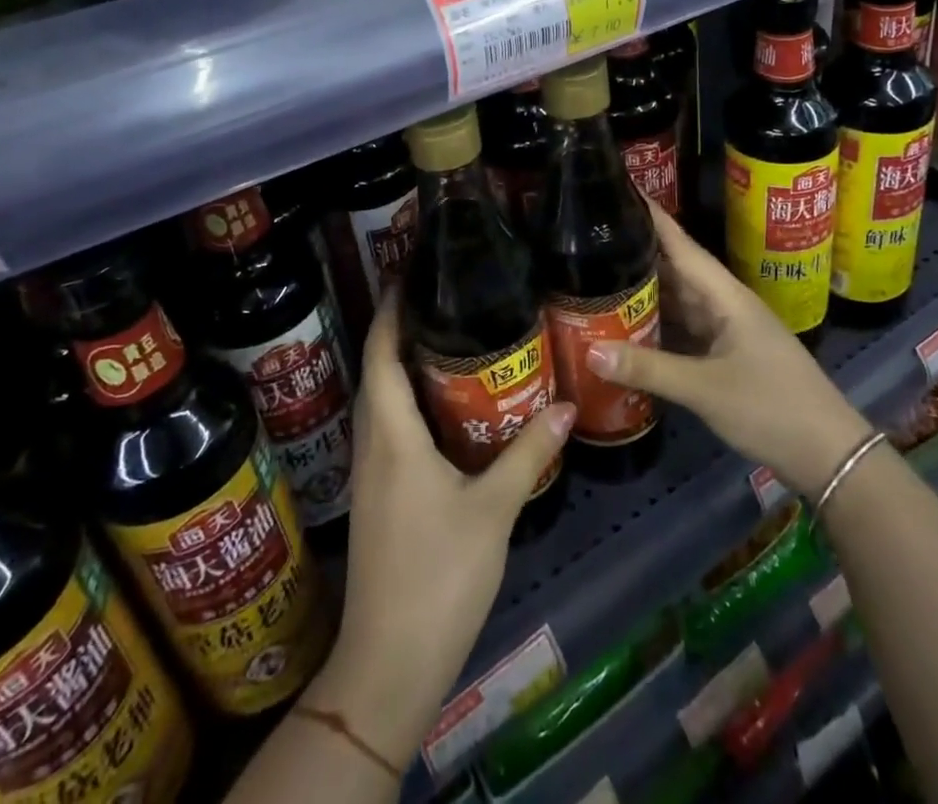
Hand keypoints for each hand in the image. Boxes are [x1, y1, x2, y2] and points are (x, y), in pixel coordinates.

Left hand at [307, 289, 574, 767]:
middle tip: (441, 298)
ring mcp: (370, 474)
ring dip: (402, 366)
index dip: (390, 311)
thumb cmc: (439, 575)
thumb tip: (566, 404)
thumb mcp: (493, 509)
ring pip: (381, 401)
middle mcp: (372, 445)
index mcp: (392, 435)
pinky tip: (443, 407)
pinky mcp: (378, 497)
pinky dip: (407, 402)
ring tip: (446, 339)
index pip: (381, 355)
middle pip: (377, 371)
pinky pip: (388, 429)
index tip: (408, 274)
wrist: (390, 662)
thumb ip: (527, 452)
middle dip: (399, 330)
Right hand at [586, 202, 869, 500]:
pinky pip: (683, 329)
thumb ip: (649, 369)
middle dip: (637, 251)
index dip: (652, 217)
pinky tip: (627, 324)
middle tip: (590, 237)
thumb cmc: (771, 408)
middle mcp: (724, 304)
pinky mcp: (724, 356)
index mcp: (725, 296)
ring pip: (678, 300)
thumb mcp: (705, 389)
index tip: (620, 189)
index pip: (681, 245)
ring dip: (644, 289)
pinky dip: (656, 324)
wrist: (828, 454)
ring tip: (597, 273)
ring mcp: (726, 330)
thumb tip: (589, 351)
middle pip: (675, 270)